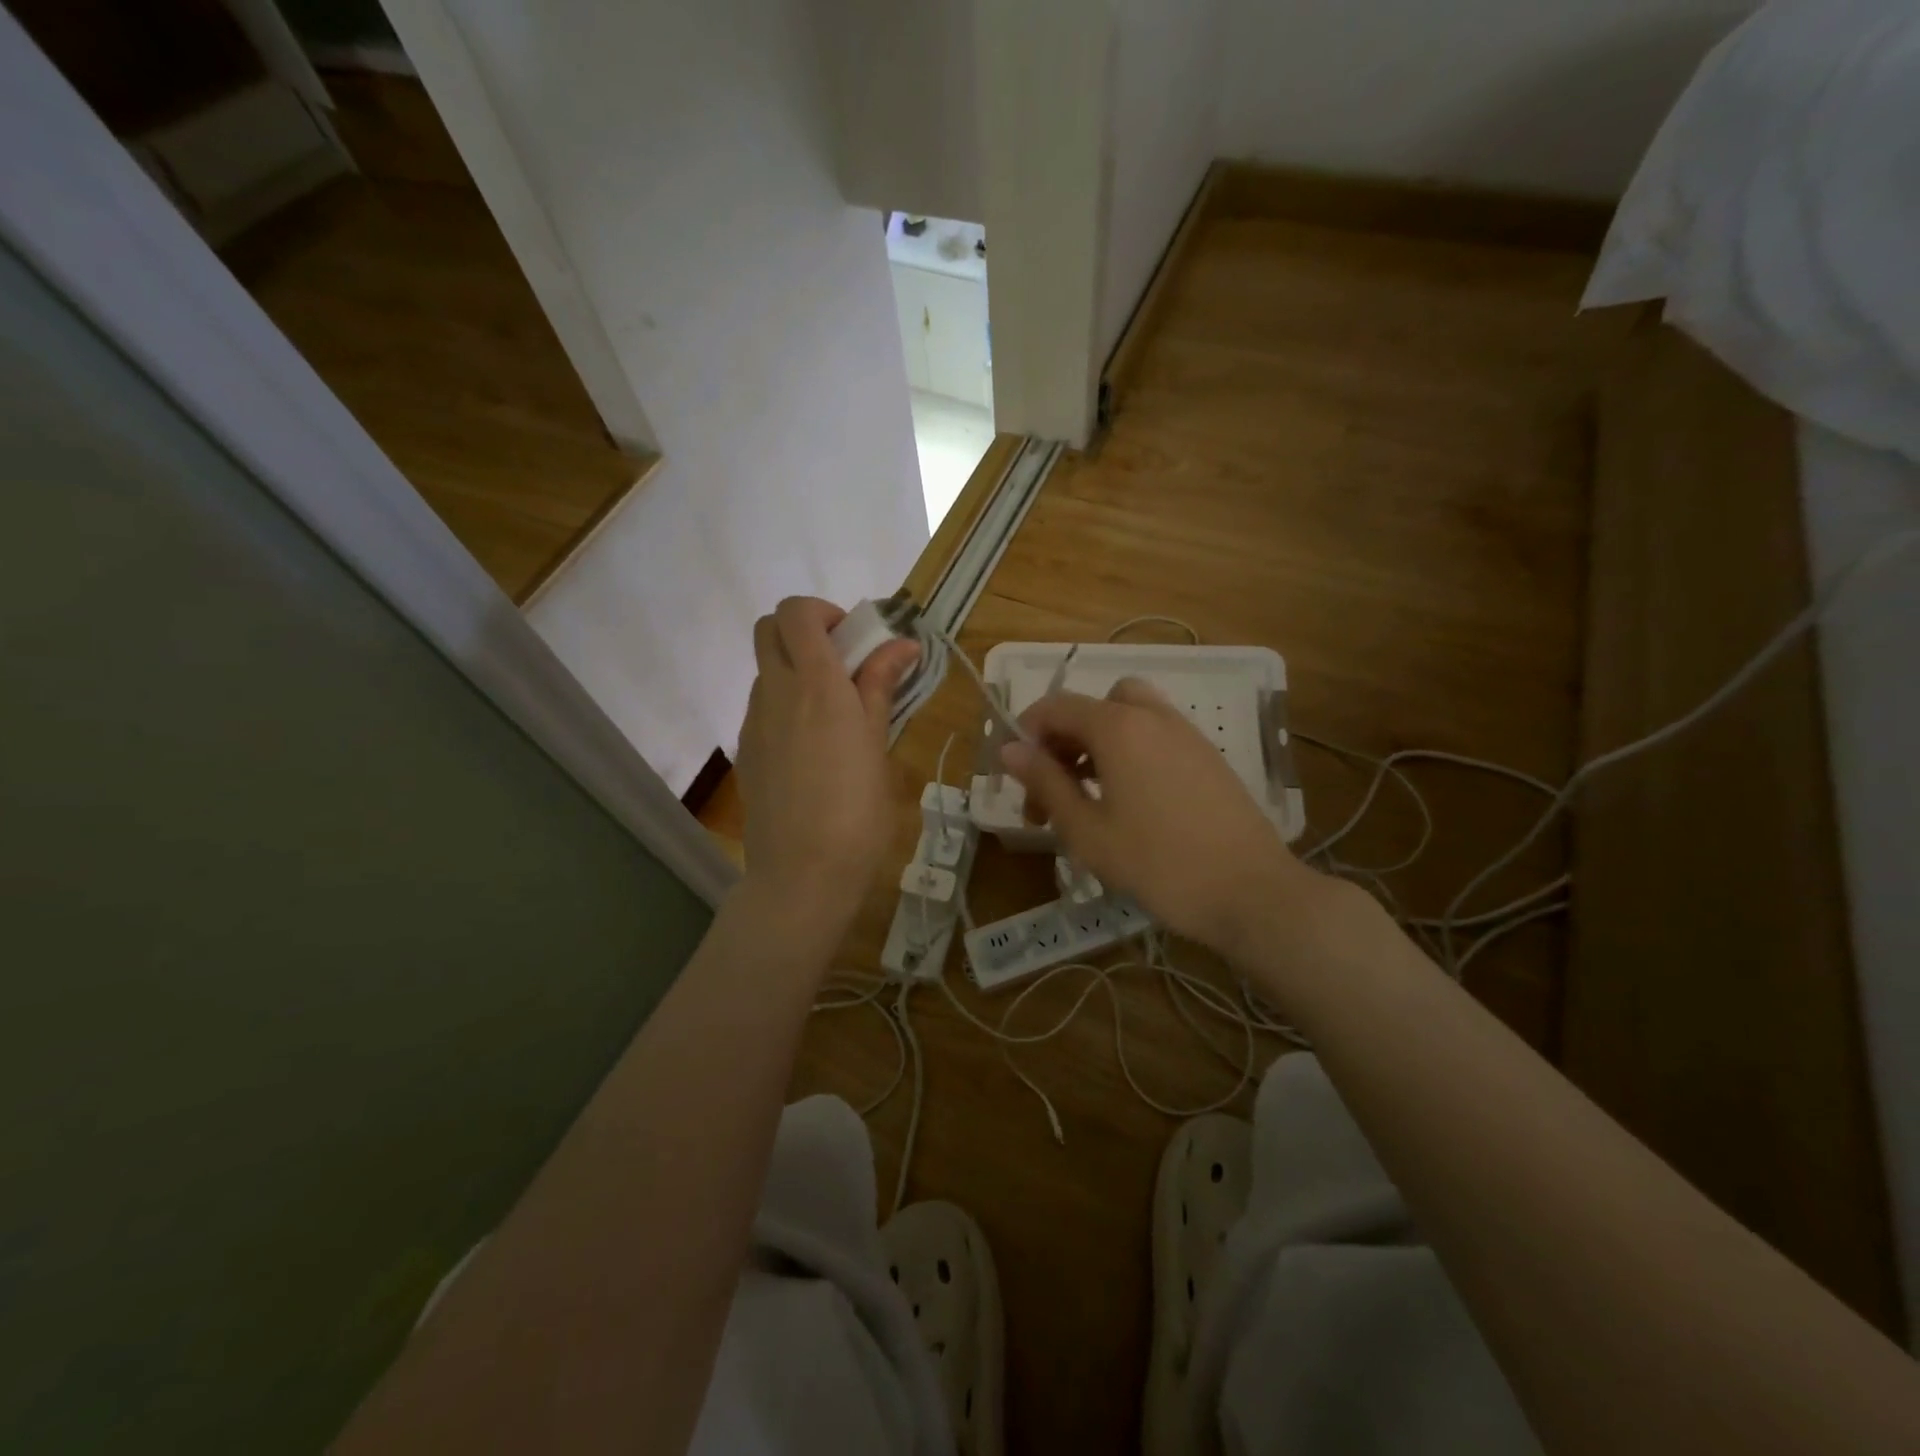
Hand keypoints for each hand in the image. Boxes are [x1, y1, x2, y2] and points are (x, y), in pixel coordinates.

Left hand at [735, 597, 918, 940]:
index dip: (824, 613)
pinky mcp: (746, 751)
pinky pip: (763, 707)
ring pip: (766, 669)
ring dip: (797, 670)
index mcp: (815, 684)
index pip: (796, 611)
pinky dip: (786, 704)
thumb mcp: (877, 743)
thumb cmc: (857, 810)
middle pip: (769, 628)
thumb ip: (881, 686)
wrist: (802, 873)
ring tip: (834, 714)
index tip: (856, 642)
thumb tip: (902, 644)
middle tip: (842, 665)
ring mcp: (754, 722)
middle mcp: (775, 692)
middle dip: (804, 631)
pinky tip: (813, 748)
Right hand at [1001, 677, 1327, 957]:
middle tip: (1051, 790)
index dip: (1025, 734)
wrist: (1252, 892)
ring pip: (1126, 718)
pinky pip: (1154, 736)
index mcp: (1118, 726)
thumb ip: (1045, 782)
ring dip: (1096, 744)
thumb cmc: (1158, 864)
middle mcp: (1152, 716)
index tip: (1015, 776)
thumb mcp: (1087, 830)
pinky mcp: (1207, 756)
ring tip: (1087, 797)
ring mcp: (1186, 734)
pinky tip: (1129, 803)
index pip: (1056, 707)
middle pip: (1093, 706)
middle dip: (1063, 740)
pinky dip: (1129, 752)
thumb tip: (1009, 749)